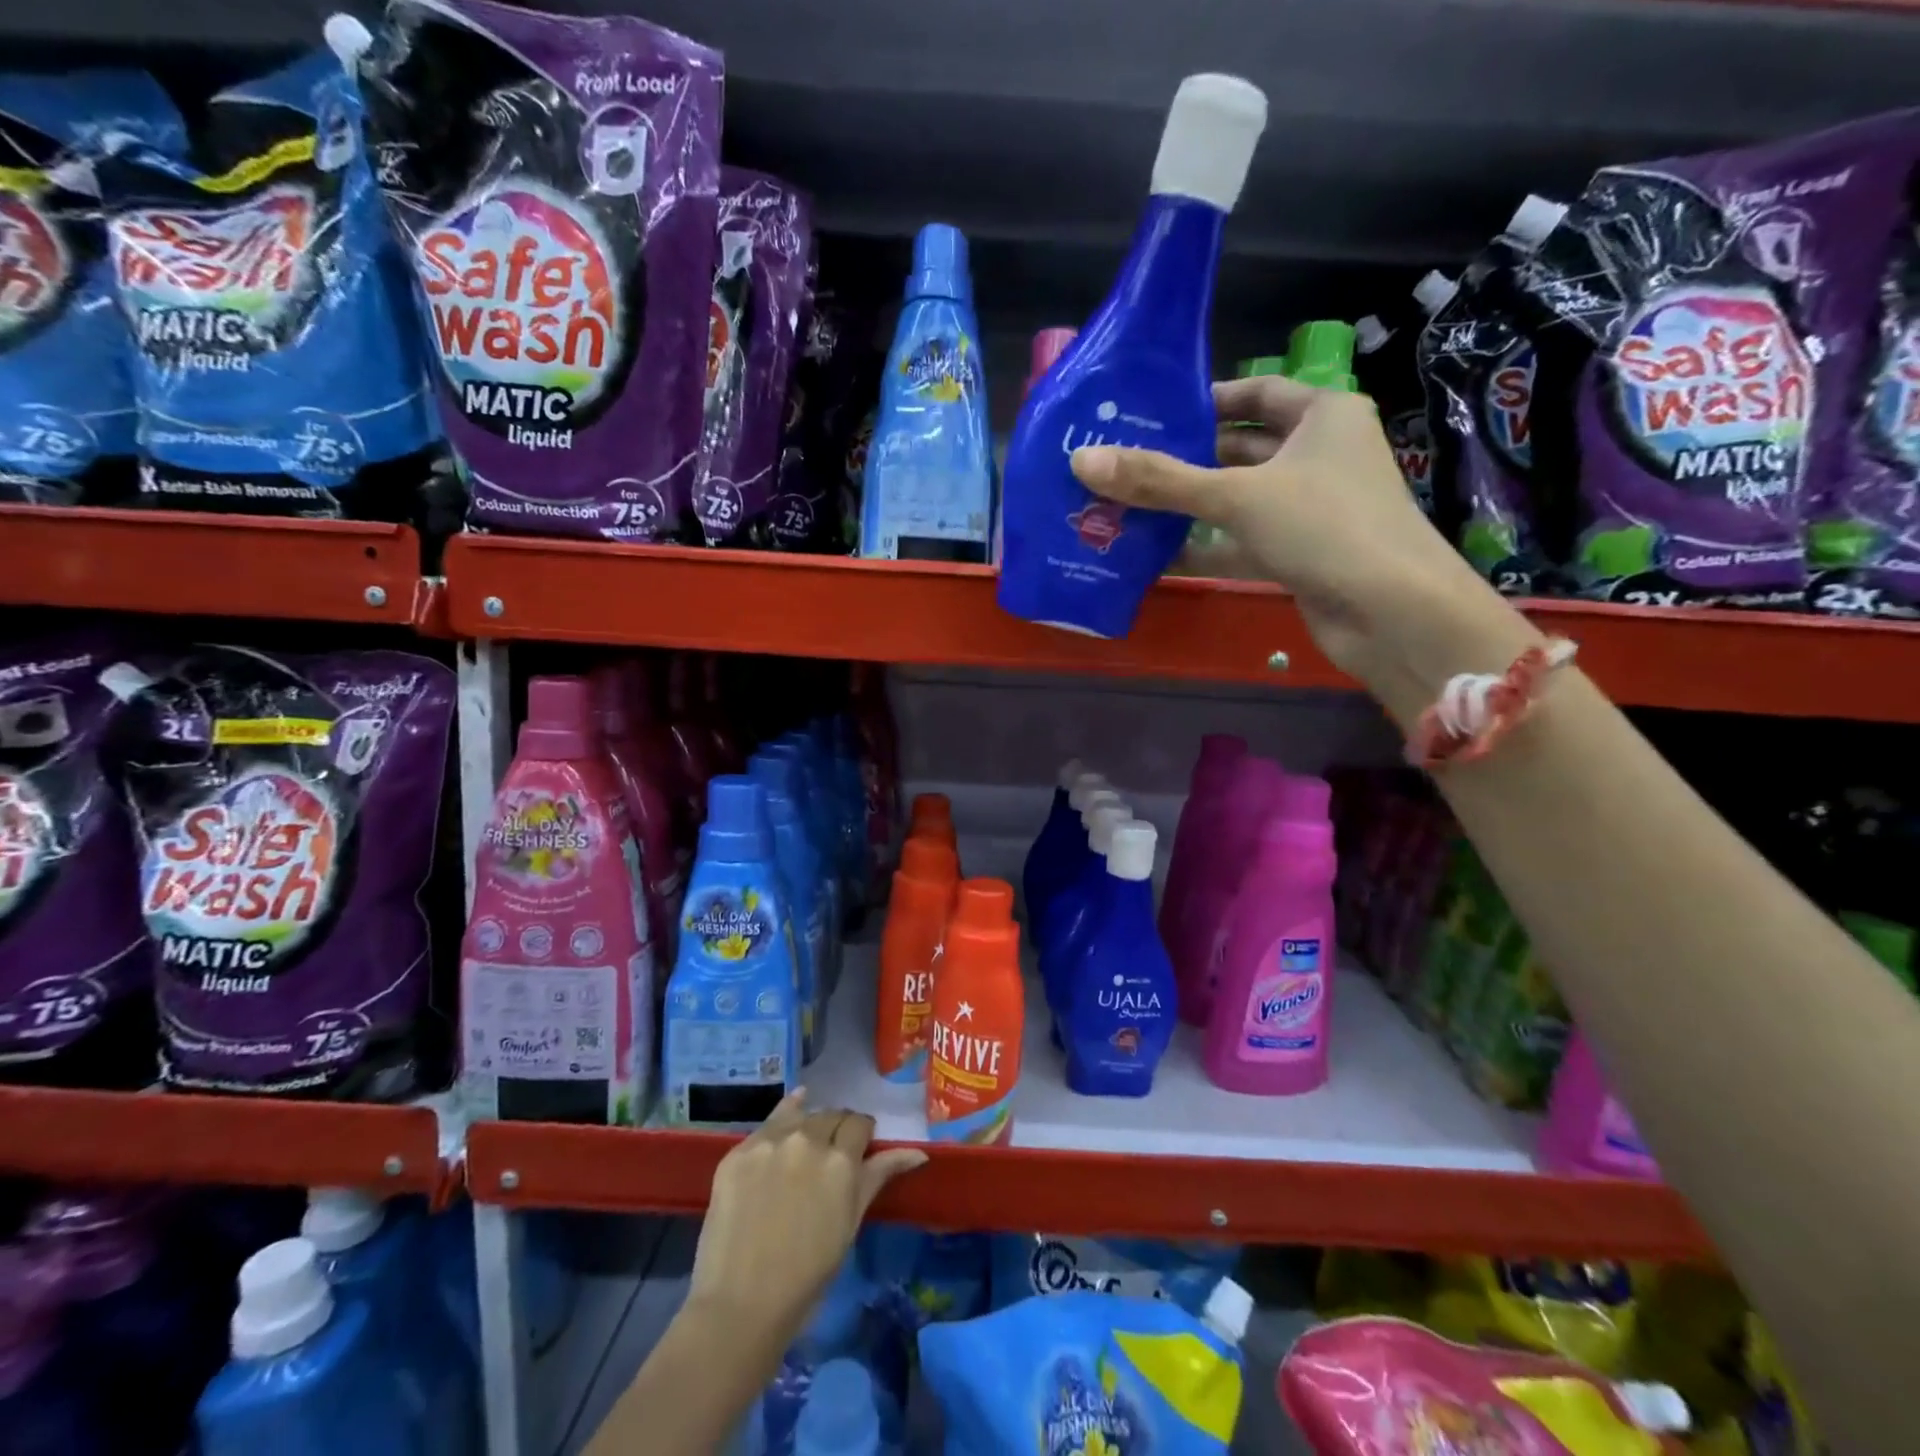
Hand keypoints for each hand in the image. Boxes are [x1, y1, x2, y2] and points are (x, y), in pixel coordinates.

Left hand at [687, 1089, 926, 1343]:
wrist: (740, 1306)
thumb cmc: (808, 1275)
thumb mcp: (851, 1223)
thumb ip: (879, 1176)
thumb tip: (918, 1153)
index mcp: (841, 1160)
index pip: (860, 1123)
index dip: (862, 1134)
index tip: (859, 1149)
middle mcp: (807, 1140)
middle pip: (830, 1115)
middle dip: (836, 1129)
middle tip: (831, 1154)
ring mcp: (769, 1143)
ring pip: (799, 1115)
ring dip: (808, 1124)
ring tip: (805, 1145)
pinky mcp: (738, 1152)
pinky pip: (766, 1125)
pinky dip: (780, 1123)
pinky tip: (786, 1122)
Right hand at [1070, 374, 1536, 722]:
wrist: (1392, 613)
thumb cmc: (1323, 527)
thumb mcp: (1236, 495)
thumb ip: (1160, 481)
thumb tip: (1082, 461)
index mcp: (1321, 416)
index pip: (1255, 392)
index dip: (1206, 399)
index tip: (1152, 413)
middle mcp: (1318, 455)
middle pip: (1240, 447)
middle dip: (1185, 458)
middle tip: (1124, 463)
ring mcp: (1309, 508)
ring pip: (1237, 498)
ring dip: (1188, 506)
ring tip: (1126, 505)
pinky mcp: (1298, 553)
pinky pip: (1241, 540)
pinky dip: (1204, 545)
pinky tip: (1154, 554)